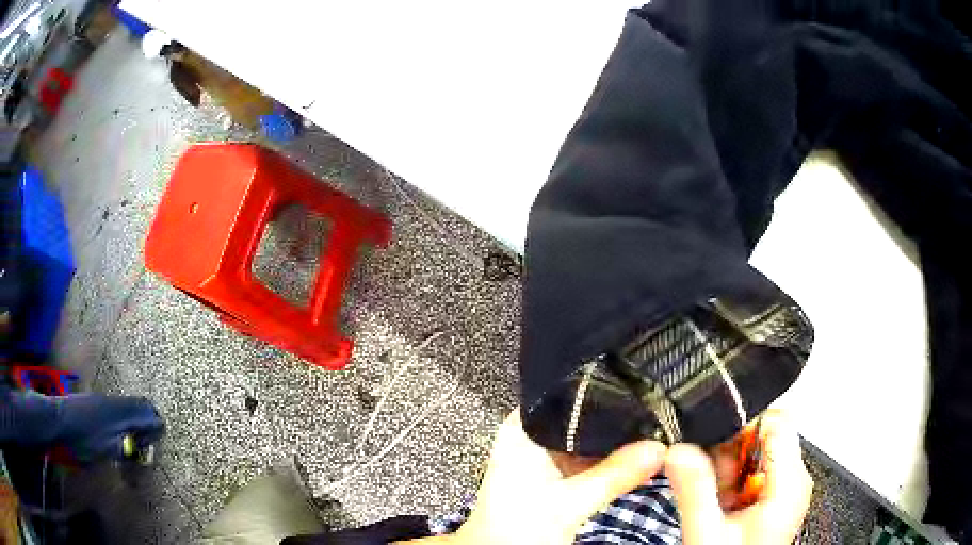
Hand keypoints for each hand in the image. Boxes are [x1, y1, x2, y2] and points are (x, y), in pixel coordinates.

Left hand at [433, 409, 666, 544]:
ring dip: (617, 442)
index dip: (606, 388)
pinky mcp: (557, 476)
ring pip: (590, 440)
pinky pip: (590, 460)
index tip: (644, 387)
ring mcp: (547, 457)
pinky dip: (611, 462)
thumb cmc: (514, 529)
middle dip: (619, 419)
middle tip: (660, 411)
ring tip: (656, 430)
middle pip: (583, 417)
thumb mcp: (567, 504)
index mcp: (523, 428)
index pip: (569, 393)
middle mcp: (534, 435)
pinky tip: (638, 458)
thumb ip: (614, 475)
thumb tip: (659, 447)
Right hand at [665, 411, 812, 544]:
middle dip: (730, 453)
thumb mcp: (707, 533)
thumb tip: (677, 450)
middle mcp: (795, 480)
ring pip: (758, 454)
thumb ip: (694, 490)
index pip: (776, 421)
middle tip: (707, 480)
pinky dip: (734, 483)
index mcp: (790, 482)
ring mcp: (787, 489)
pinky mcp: (776, 499)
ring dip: (729, 469)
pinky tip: (722, 506)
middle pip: (766, 437)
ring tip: (714, 499)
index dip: (742, 424)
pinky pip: (755, 473)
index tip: (711, 444)